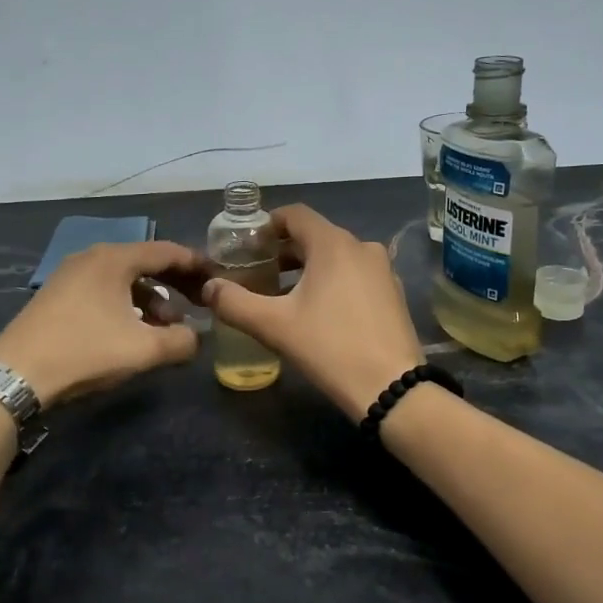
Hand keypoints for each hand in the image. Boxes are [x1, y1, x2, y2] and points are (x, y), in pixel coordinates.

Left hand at [0, 240, 202, 407]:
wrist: (16, 374)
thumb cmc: (85, 351)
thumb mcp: (143, 350)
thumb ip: (181, 341)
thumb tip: (197, 338)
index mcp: (114, 259)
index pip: (167, 251)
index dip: (196, 265)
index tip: (218, 280)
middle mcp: (93, 257)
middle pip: (146, 262)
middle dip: (175, 283)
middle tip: (199, 303)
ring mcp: (71, 274)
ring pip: (124, 278)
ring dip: (151, 298)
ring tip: (167, 326)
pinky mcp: (58, 294)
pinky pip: (104, 289)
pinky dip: (127, 304)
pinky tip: (134, 330)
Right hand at [200, 204, 424, 417]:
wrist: (391, 387)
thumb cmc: (330, 347)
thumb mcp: (274, 326)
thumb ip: (235, 303)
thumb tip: (208, 288)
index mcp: (334, 244)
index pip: (295, 214)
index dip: (267, 224)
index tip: (247, 245)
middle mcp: (362, 247)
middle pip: (316, 235)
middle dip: (284, 250)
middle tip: (257, 272)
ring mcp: (383, 270)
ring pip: (337, 257)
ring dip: (307, 268)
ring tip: (282, 294)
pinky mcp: (393, 293)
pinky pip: (355, 275)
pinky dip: (332, 281)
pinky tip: (318, 311)